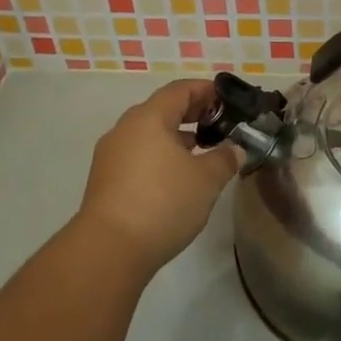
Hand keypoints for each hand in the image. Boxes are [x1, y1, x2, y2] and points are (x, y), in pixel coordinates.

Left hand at [76, 79, 235, 274]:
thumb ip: (225, 158)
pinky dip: (159, 156)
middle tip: (218, 124)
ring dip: (175, 137)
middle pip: (162, 109)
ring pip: (148, 134)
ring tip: (201, 152)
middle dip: (192, 113)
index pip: (180, 90)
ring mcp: (111, 155)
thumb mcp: (206, 179)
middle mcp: (125, 128)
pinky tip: (176, 178)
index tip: (227, 99)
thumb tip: (236, 148)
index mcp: (149, 117)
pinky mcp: (104, 180)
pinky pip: (137, 155)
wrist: (108, 250)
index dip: (205, 90)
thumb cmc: (163, 202)